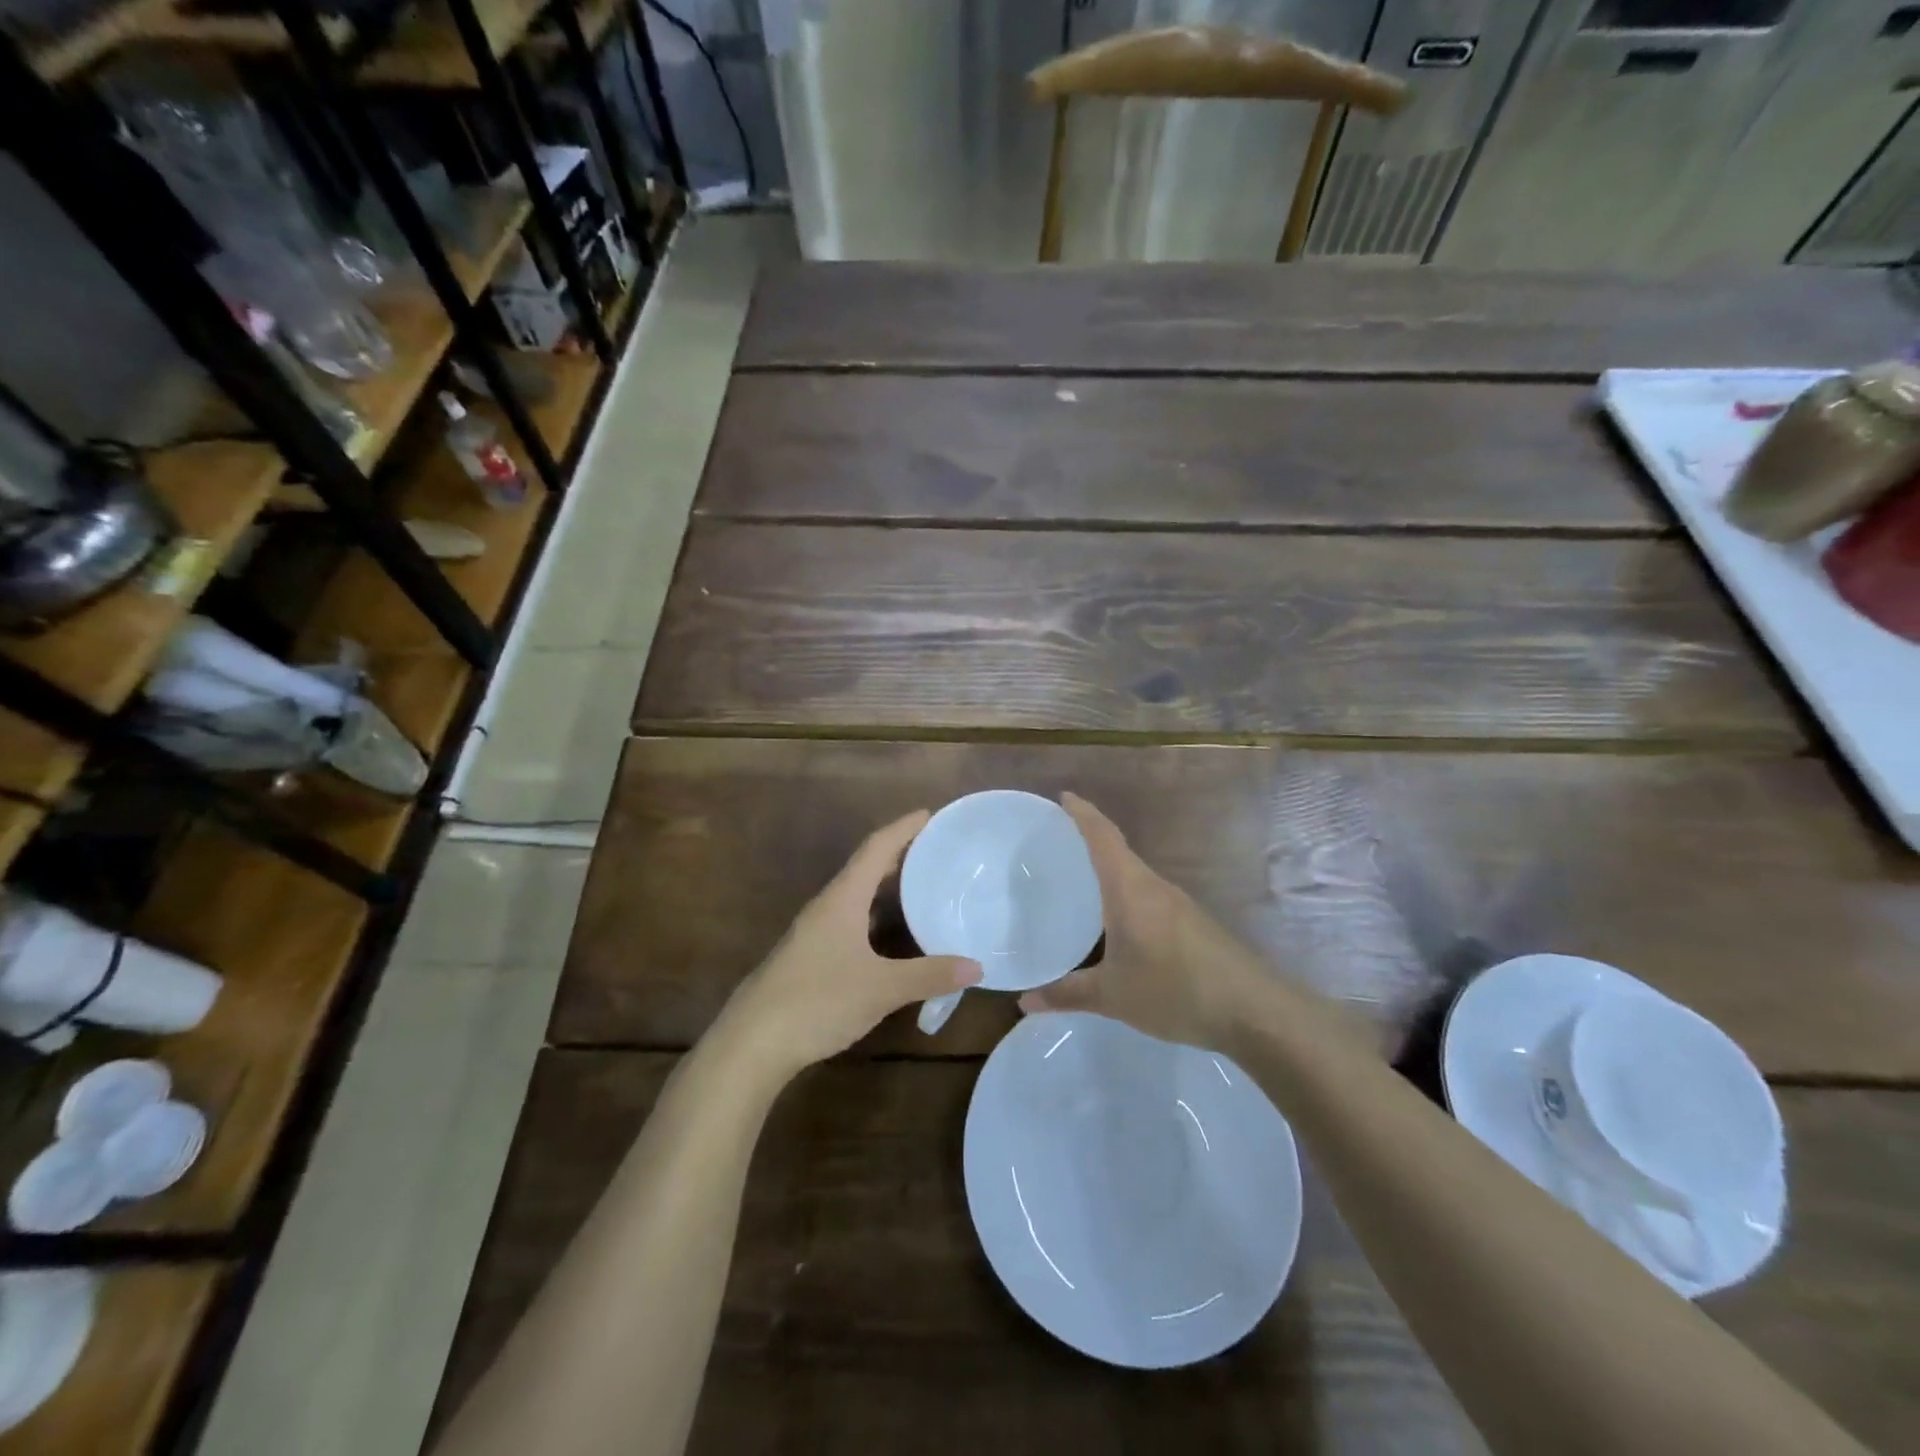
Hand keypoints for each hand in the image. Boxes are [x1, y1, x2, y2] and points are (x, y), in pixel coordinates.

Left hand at [723, 810, 980, 1077]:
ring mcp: (814, 933)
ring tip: (921, 888)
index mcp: (842, 899)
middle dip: (899, 856)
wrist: (751, 1043)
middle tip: (935, 851)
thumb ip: (929, 975)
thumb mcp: (881, 988)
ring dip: (886, 889)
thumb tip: (977, 967)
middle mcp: (827, 907)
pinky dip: (876, 918)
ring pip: (857, 898)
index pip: (876, 848)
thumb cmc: (817, 1000)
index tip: (929, 814)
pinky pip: (850, 923)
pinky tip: (892, 938)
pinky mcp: (809, 958)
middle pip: (865, 868)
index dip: (903, 829)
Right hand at [1018, 793, 1266, 1051]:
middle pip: (1118, 850)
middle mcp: (1154, 886)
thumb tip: (1024, 1001)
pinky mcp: (1192, 923)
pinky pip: (1148, 896)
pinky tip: (1115, 921)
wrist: (1254, 1011)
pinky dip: (1125, 894)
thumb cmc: (1175, 990)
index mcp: (1130, 888)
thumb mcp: (1112, 996)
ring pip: (1134, 875)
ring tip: (1079, 879)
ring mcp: (1177, 904)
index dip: (1082, 812)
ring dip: (1108, 869)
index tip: (1062, 796)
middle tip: (1056, 843)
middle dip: (1088, 839)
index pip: (1102, 836)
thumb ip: (1066, 994)